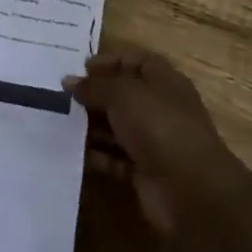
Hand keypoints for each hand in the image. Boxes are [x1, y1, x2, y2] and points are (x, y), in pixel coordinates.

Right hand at [64, 50, 247, 237]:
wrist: (190, 190)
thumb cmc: (158, 125)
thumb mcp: (122, 95)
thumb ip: (95, 86)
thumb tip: (70, 82)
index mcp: (165, 81)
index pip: (136, 61)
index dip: (110, 61)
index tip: (81, 68)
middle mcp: (161, 108)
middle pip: (124, 95)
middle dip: (96, 95)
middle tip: (62, 96)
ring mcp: (156, 142)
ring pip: (119, 128)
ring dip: (93, 126)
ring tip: (61, 122)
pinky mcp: (146, 172)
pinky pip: (116, 159)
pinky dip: (98, 156)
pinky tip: (74, 152)